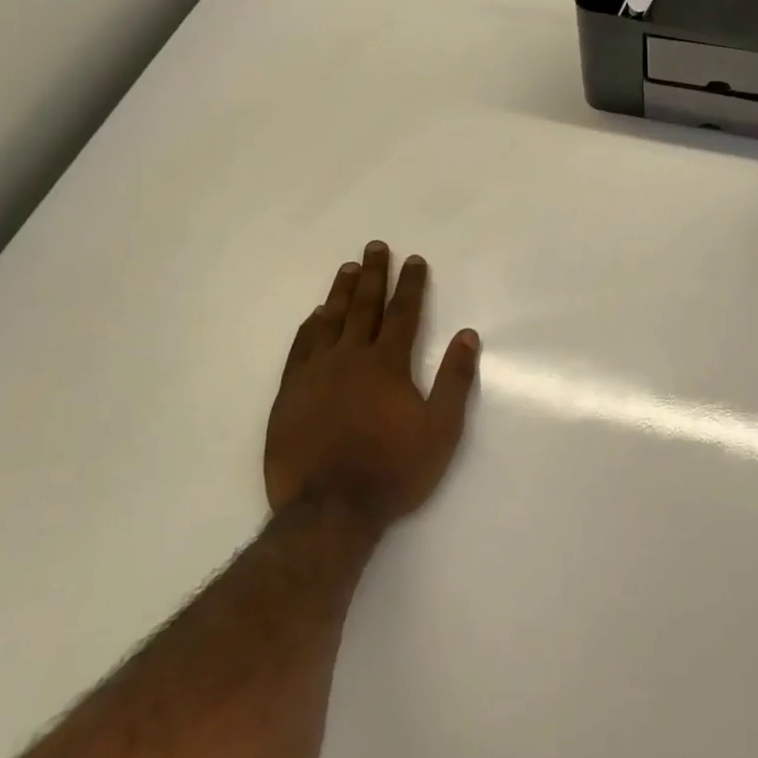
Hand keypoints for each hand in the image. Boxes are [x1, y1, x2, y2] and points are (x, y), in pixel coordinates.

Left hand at [265, 241, 479, 528]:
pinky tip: (314, 316)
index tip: (414, 259)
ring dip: (341, 292)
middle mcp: (350, 358)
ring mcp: (315, 375)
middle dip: (374, 275)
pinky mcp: (289, 395)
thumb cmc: (393, 469)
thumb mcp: (441, 429)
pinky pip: (300, 349)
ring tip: (348, 268)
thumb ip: (455, 379)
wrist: (329, 510)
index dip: (410, 284)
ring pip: (330, 321)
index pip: (403, 313)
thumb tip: (468, 335)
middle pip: (364, 307)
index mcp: (387, 364)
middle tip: (375, 246)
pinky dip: (309, 328)